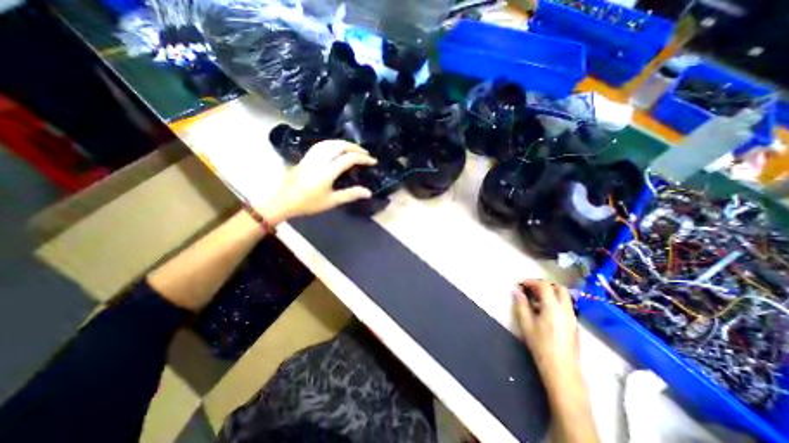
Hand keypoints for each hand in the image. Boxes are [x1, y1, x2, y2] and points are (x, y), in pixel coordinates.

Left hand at [261, 139, 377, 222]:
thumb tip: (368, 192)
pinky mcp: (306, 157)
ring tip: (353, 149)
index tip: (373, 161)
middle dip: (355, 147)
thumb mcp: (331, 201)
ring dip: (344, 143)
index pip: (349, 158)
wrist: (284, 201)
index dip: (363, 158)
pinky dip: (332, 143)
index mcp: (328, 171)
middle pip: (340, 146)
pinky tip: (335, 148)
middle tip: (365, 154)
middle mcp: (320, 160)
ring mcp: (311, 157)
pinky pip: (321, 145)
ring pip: (330, 142)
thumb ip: (350, 194)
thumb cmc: (308, 203)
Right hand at [515, 281, 580, 384]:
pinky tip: (543, 312)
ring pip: (564, 297)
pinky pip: (565, 305)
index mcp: (553, 307)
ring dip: (549, 293)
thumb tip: (516, 291)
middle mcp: (566, 309)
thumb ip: (521, 304)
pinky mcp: (574, 324)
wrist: (562, 370)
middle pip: (559, 288)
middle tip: (530, 289)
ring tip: (534, 300)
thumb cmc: (541, 346)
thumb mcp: (526, 324)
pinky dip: (554, 301)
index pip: (545, 286)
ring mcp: (573, 317)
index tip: (521, 284)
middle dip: (544, 285)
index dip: (532, 282)